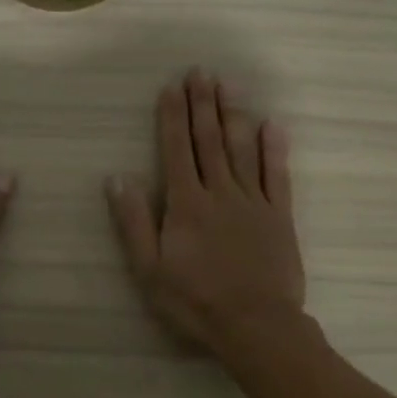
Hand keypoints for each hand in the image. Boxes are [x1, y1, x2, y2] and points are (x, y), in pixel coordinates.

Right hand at [105, 69, 305, 355]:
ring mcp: (253, 202)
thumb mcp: (150, 269)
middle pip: (209, 140)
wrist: (256, 325)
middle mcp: (219, 192)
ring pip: (241, 149)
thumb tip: (117, 178)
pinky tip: (272, 124)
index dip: (172, 117)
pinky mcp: (279, 216)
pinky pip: (277, 175)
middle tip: (201, 72)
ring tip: (227, 86)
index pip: (176, 150)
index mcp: (186, 204)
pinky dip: (274, 149)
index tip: (171, 87)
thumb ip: (134, 222)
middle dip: (202, 104)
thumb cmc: (195, 301)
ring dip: (233, 115)